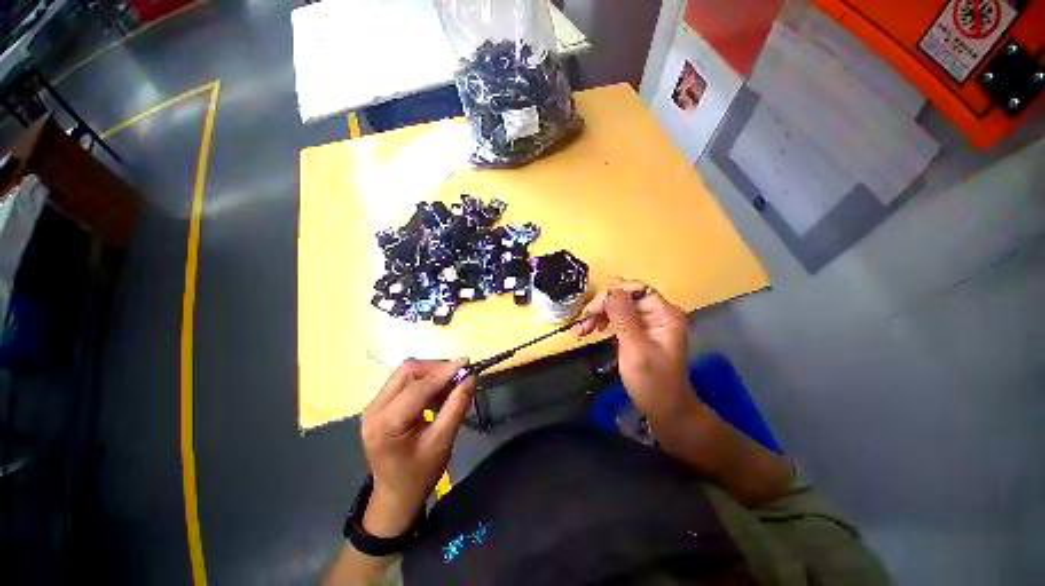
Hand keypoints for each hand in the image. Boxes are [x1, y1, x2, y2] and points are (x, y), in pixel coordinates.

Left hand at [360, 359, 475, 535]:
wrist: (395, 496)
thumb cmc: (420, 474)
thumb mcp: (442, 442)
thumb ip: (457, 407)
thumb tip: (471, 377)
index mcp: (387, 423)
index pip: (419, 386)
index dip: (444, 371)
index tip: (467, 364)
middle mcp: (374, 408)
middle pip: (408, 371)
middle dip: (436, 368)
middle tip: (459, 375)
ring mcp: (374, 406)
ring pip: (406, 373)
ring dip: (431, 373)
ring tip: (451, 385)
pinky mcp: (379, 405)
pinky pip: (403, 382)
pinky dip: (424, 381)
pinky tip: (437, 393)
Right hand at [577, 279, 694, 421]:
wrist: (666, 411)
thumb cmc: (653, 383)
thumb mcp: (636, 349)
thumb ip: (623, 318)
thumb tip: (610, 291)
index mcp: (664, 314)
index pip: (635, 289)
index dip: (611, 295)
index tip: (592, 311)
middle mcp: (658, 313)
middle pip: (625, 296)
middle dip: (602, 306)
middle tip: (584, 323)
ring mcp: (649, 322)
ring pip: (619, 306)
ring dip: (599, 314)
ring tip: (583, 330)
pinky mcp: (640, 331)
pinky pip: (619, 318)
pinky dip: (604, 322)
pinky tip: (592, 330)